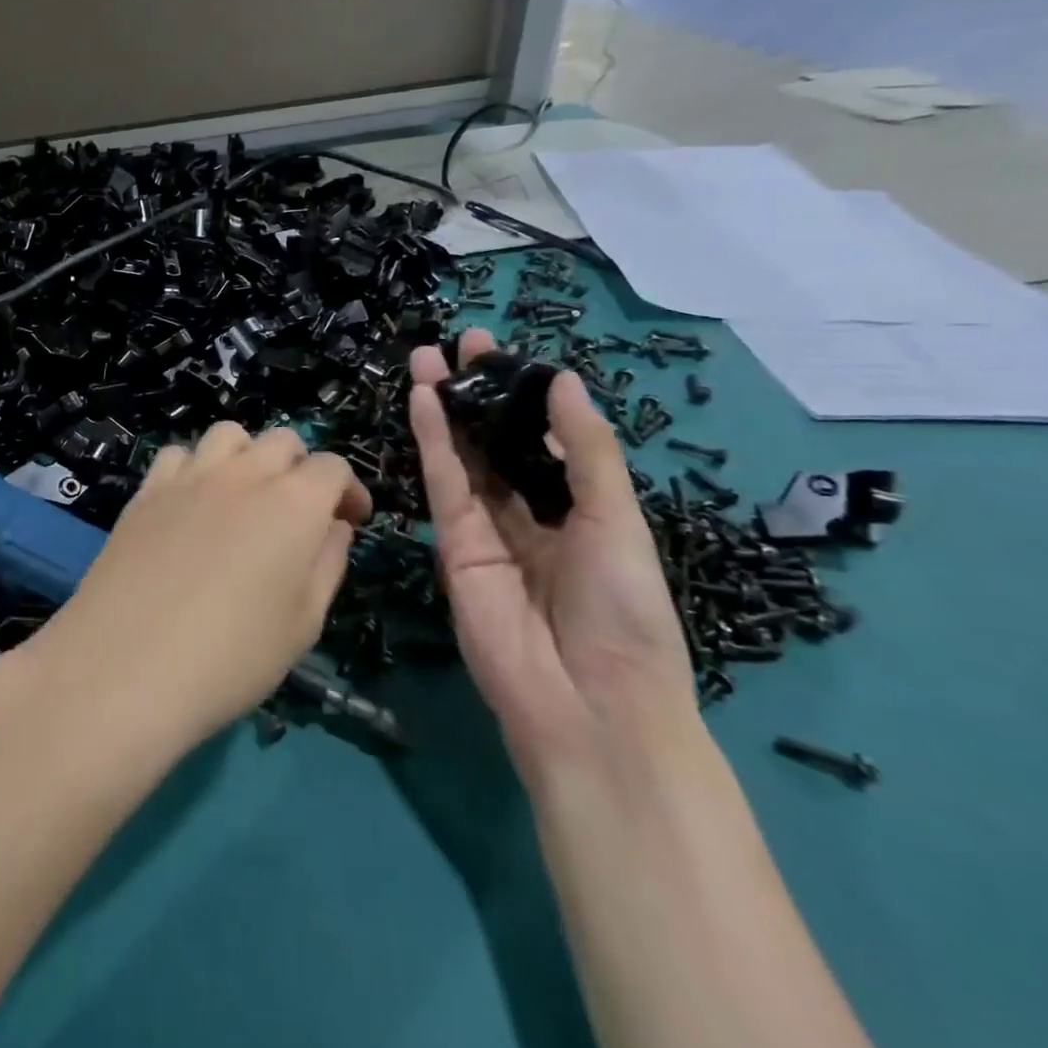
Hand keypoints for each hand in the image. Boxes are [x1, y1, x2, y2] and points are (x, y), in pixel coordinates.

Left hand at [15, 423, 371, 754]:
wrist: (127, 664)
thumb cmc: (231, 657)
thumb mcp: (303, 624)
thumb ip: (327, 564)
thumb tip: (333, 526)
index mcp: (294, 503)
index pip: (332, 467)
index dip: (348, 490)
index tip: (349, 521)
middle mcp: (244, 474)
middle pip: (283, 440)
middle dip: (301, 468)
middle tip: (299, 513)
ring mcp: (189, 476)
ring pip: (229, 435)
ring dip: (248, 456)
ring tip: (245, 497)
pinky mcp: (147, 489)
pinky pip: (178, 454)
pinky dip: (195, 467)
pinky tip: (192, 504)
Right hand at [409, 330, 696, 776]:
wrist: (587, 703)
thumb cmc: (624, 611)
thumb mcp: (617, 520)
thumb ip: (584, 450)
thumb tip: (563, 379)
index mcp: (578, 510)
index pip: (540, 439)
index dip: (520, 395)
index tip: (501, 352)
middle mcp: (528, 513)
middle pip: (494, 441)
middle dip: (476, 393)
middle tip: (458, 344)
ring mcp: (485, 529)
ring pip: (462, 455)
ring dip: (445, 407)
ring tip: (428, 359)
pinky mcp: (452, 543)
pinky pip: (443, 482)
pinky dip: (432, 439)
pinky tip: (424, 401)